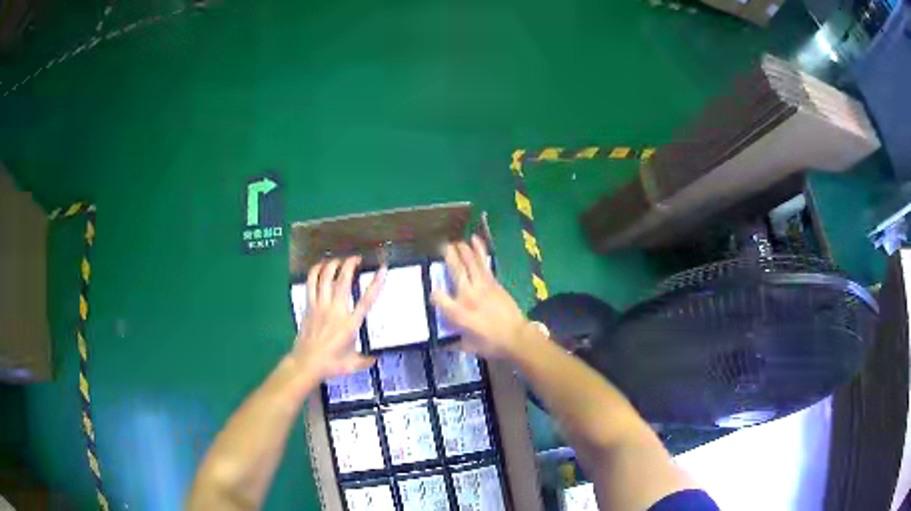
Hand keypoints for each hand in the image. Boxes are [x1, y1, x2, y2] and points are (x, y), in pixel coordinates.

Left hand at [293, 256, 386, 379]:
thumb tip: (375, 359)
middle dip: (350, 265)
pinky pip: (311, 284)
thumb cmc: (331, 364)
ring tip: (339, 260)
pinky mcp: (309, 306)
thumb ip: (365, 360)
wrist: (306, 364)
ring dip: (333, 265)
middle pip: (343, 281)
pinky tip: (319, 266)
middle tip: (356, 258)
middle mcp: (336, 311)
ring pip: (326, 278)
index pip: (366, 300)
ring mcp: (320, 306)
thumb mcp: (353, 365)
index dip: (376, 283)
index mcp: (350, 324)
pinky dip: (315, 272)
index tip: (382, 269)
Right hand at [431, 235, 529, 358]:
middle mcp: (468, 296)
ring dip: (463, 250)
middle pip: (455, 271)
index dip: (433, 294)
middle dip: (448, 257)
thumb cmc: (492, 345)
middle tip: (442, 247)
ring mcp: (482, 287)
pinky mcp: (494, 283)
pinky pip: (484, 263)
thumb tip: (443, 341)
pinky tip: (474, 240)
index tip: (433, 293)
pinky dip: (479, 250)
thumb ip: (454, 341)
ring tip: (456, 242)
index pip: (438, 298)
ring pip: (470, 263)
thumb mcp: (468, 347)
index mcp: (458, 314)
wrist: (517, 338)